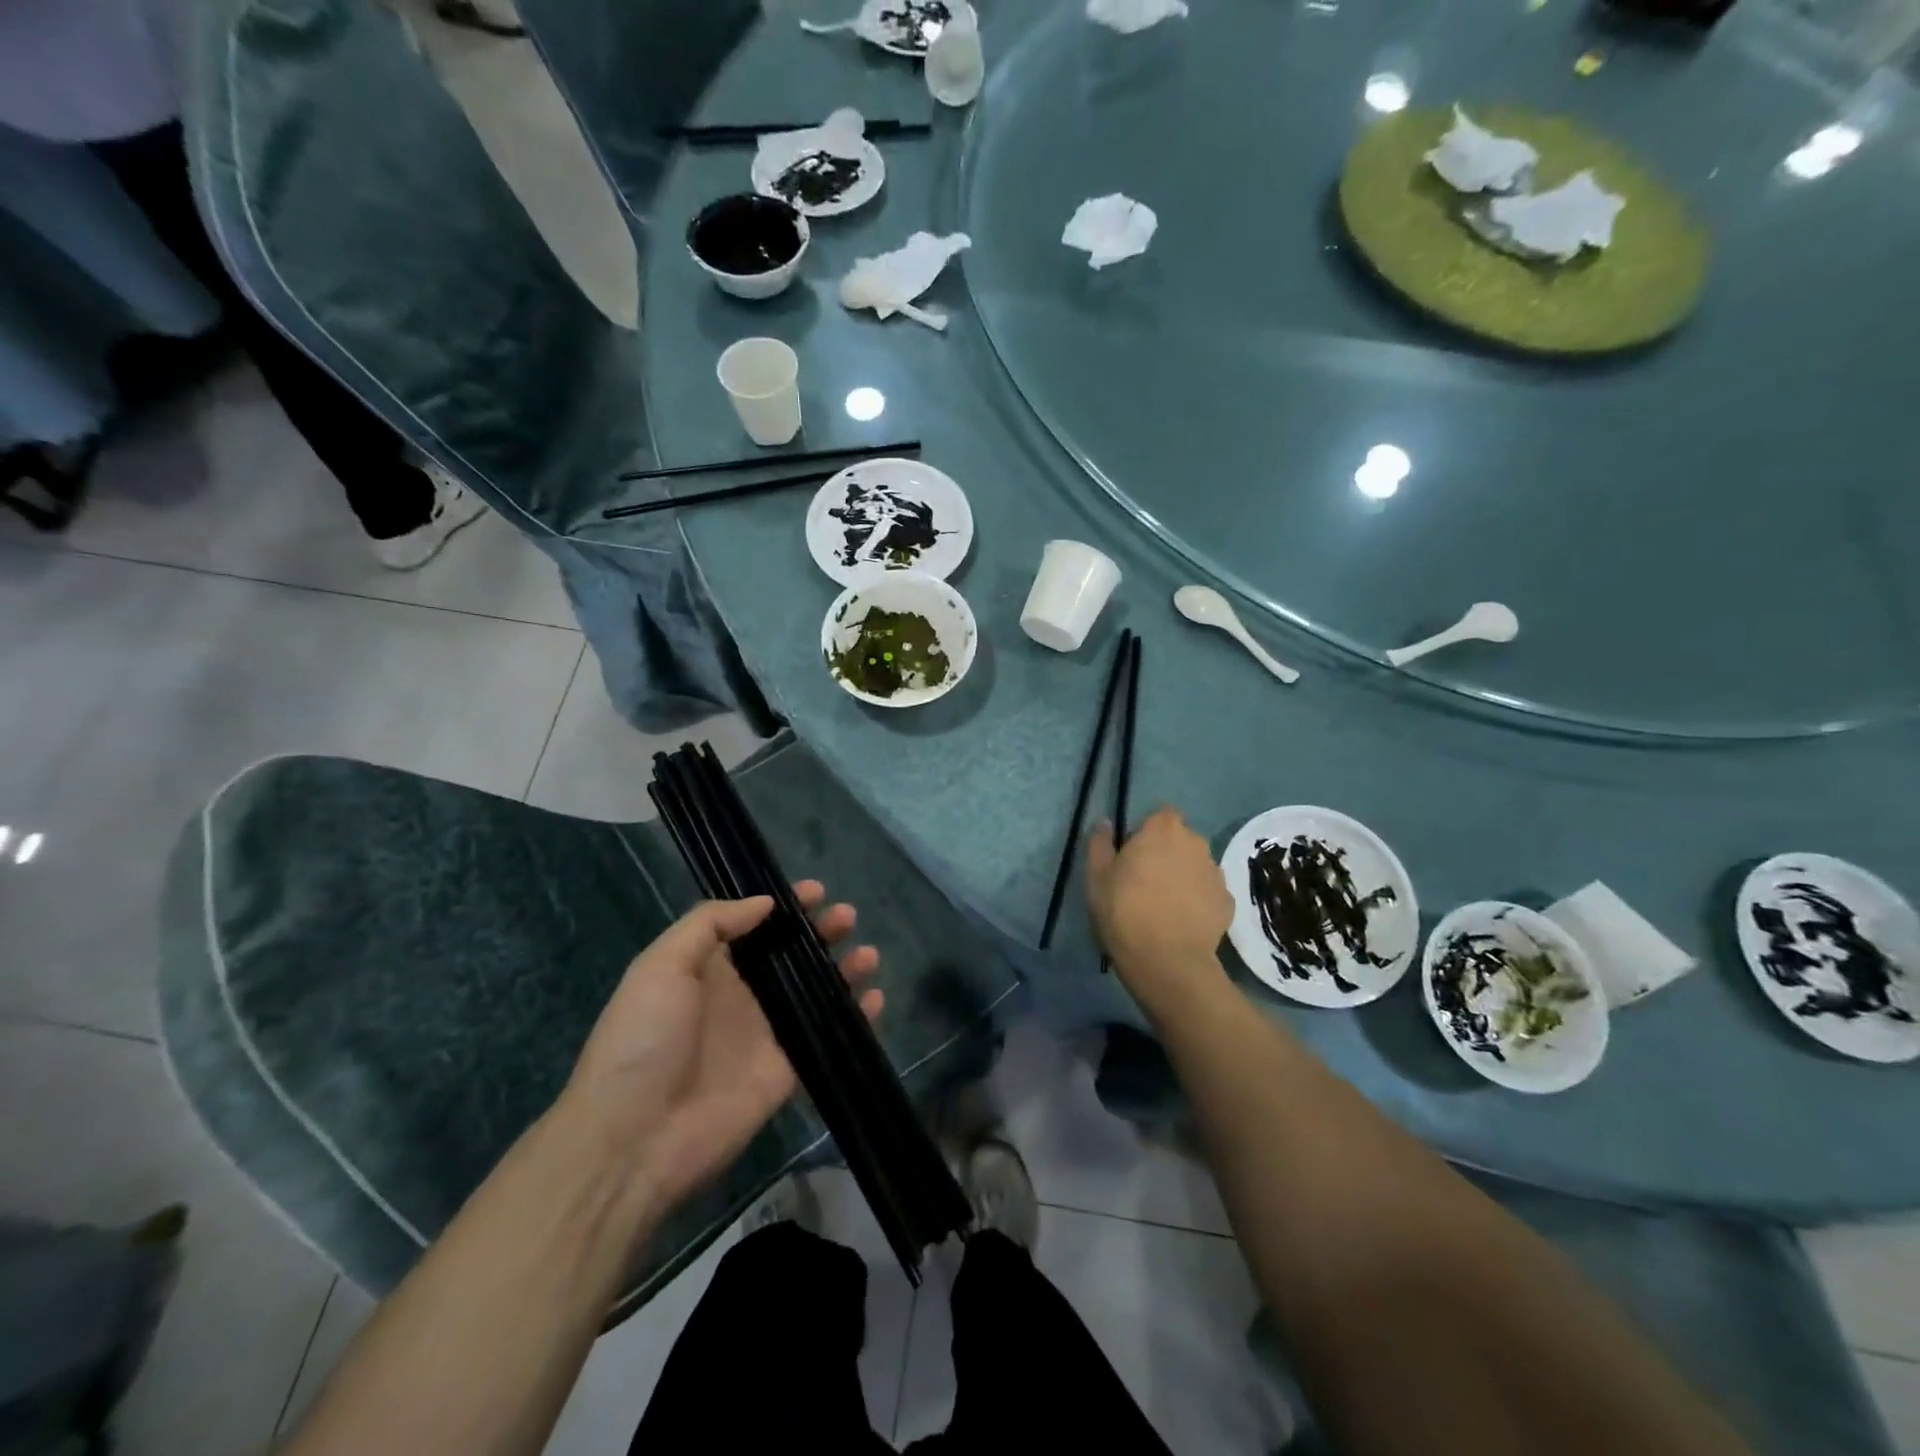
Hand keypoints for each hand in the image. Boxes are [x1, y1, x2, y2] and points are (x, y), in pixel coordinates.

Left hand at [559, 884, 879, 1225]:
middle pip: (792, 955)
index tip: (816, 892)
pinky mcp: (787, 1071)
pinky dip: (856, 1016)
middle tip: (847, 918)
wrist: (634, 1141)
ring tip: (867, 955)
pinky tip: (876, 999)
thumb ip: (710, 924)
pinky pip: (828, 1036)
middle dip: (822, 932)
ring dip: (845, 970)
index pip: (755, 926)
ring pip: (816, 992)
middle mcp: (743, 995)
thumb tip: (765, 903)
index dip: (786, 907)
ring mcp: (767, 1034)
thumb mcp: (660, 967)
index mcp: (710, 968)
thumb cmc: (642, 1042)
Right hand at [1087, 806, 1232, 1016]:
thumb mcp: (1097, 876)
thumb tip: (1106, 823)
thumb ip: (1101, 843)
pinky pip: (1208, 892)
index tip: (1133, 853)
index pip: (1161, 814)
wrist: (1167, 961)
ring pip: (1195, 865)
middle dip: (1166, 852)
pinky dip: (1198, 900)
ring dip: (1183, 875)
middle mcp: (1196, 842)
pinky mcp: (1227, 901)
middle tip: (1145, 880)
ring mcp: (1215, 872)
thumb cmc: (1124, 911)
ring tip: (1164, 904)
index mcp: (1163, 829)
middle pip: (1180, 839)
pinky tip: (1182, 921)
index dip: (1147, 830)